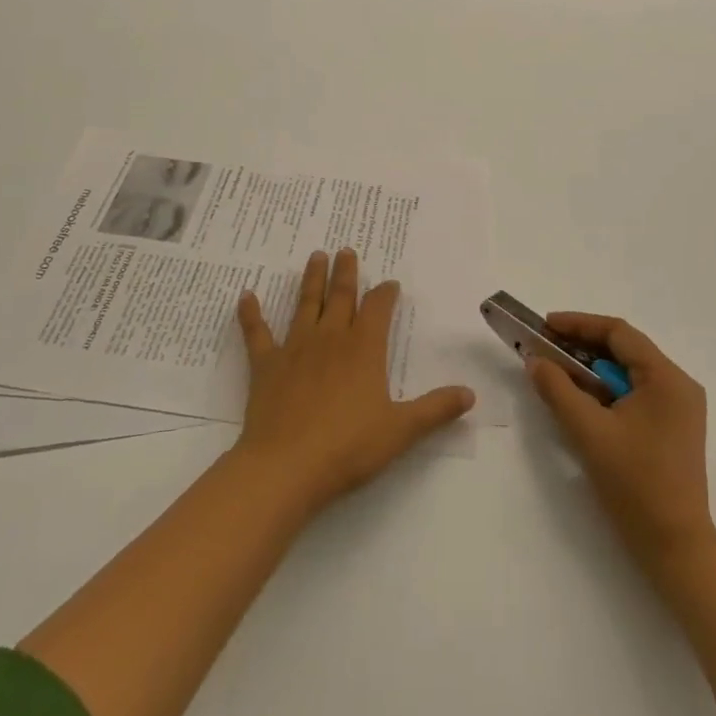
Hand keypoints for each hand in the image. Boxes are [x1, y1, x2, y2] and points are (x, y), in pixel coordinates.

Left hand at [233, 249, 474, 517]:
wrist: (286, 466)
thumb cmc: (348, 448)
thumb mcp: (401, 430)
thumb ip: (435, 410)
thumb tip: (470, 394)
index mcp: (364, 349)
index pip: (378, 309)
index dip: (385, 294)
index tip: (390, 283)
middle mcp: (331, 339)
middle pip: (341, 297)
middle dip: (346, 272)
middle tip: (346, 249)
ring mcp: (295, 349)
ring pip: (305, 304)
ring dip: (311, 280)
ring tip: (315, 256)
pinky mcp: (266, 365)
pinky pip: (257, 333)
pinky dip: (251, 314)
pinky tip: (246, 295)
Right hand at [528, 313, 715, 573]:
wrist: (676, 547)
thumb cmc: (635, 485)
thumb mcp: (589, 433)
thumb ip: (558, 390)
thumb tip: (536, 360)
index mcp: (667, 378)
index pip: (619, 333)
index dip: (579, 324)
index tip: (545, 326)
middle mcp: (679, 385)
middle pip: (625, 350)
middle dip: (582, 346)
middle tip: (545, 348)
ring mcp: (679, 408)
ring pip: (628, 372)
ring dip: (592, 369)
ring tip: (557, 371)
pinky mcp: (673, 428)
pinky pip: (635, 393)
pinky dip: (606, 390)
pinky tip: (581, 399)